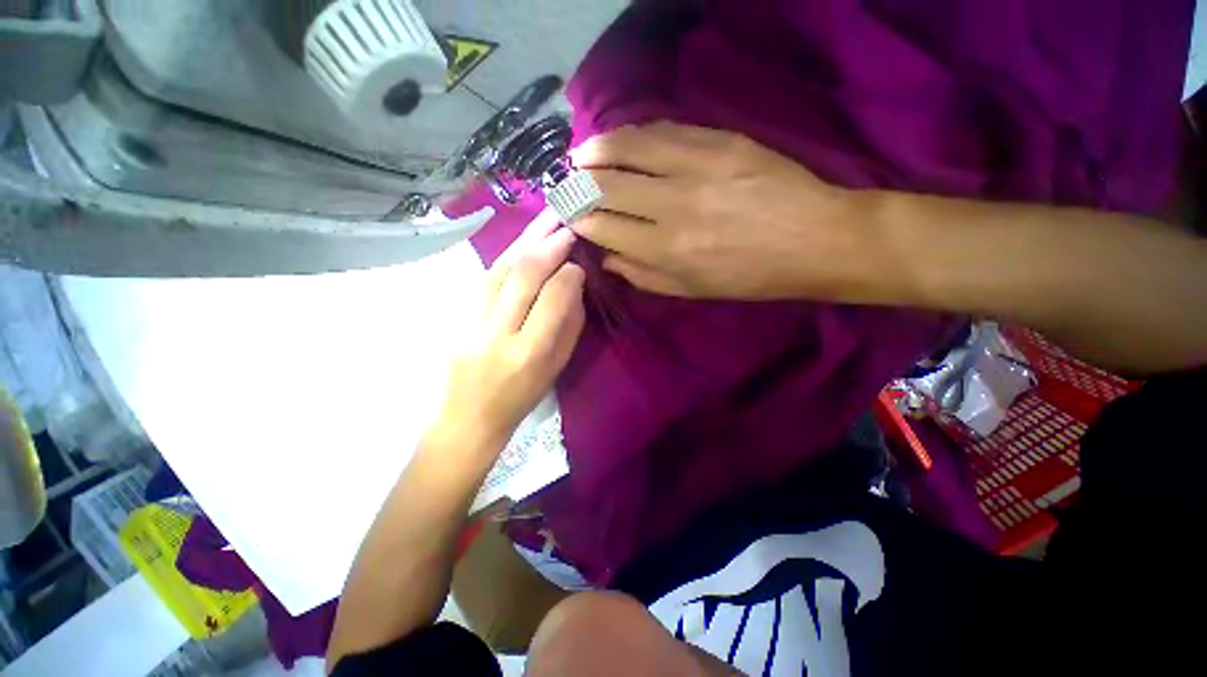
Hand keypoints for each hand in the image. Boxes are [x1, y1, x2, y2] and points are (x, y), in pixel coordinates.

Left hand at [431, 211, 585, 460]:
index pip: (552, 299)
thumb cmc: (521, 398)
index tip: (580, 262)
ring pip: (500, 269)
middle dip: (547, 245)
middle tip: (566, 222)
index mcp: (528, 353)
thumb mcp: (557, 368)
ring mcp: (473, 321)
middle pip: (522, 276)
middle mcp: (498, 333)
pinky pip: (488, 277)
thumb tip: (575, 283)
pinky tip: (523, 241)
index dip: (569, 274)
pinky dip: (509, 254)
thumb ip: (569, 325)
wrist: (468, 417)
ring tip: (546, 219)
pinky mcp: (461, 315)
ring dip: (526, 240)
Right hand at [570, 122, 866, 299]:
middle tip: (564, 184)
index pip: (603, 226)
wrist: (815, 240)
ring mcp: (696, 167)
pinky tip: (621, 141)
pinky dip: (633, 135)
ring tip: (579, 156)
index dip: (578, 218)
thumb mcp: (691, 290)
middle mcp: (673, 206)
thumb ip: (643, 275)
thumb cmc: (750, 277)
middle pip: (606, 185)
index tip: (567, 215)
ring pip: (627, 149)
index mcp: (666, 250)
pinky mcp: (719, 141)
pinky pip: (662, 130)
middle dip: (576, 184)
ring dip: (595, 151)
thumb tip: (606, 256)